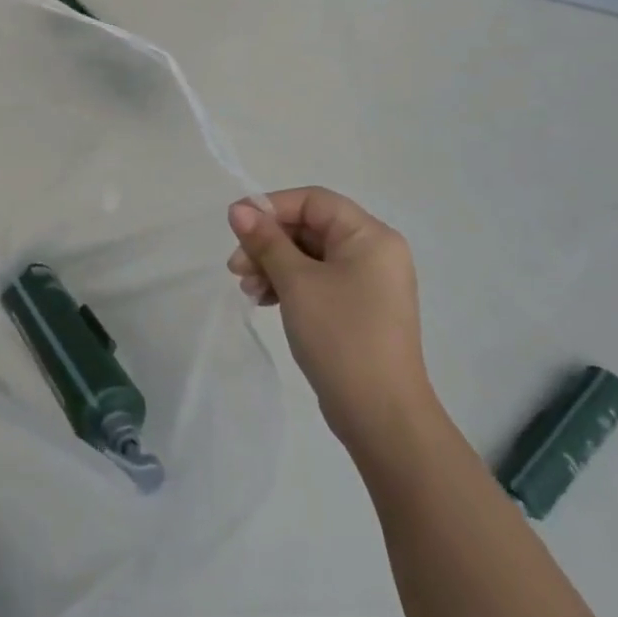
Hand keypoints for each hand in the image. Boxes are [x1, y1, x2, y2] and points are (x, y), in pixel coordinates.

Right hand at [228, 187, 432, 446]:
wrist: (381, 415)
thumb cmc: (341, 336)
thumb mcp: (297, 282)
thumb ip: (266, 241)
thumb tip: (239, 209)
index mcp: (370, 236)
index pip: (314, 201)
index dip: (271, 207)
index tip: (235, 225)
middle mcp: (374, 252)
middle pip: (310, 228)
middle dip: (268, 242)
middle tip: (236, 267)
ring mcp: (368, 282)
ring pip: (309, 256)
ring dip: (273, 265)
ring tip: (247, 289)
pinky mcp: (358, 309)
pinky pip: (318, 281)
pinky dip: (289, 285)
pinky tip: (263, 300)